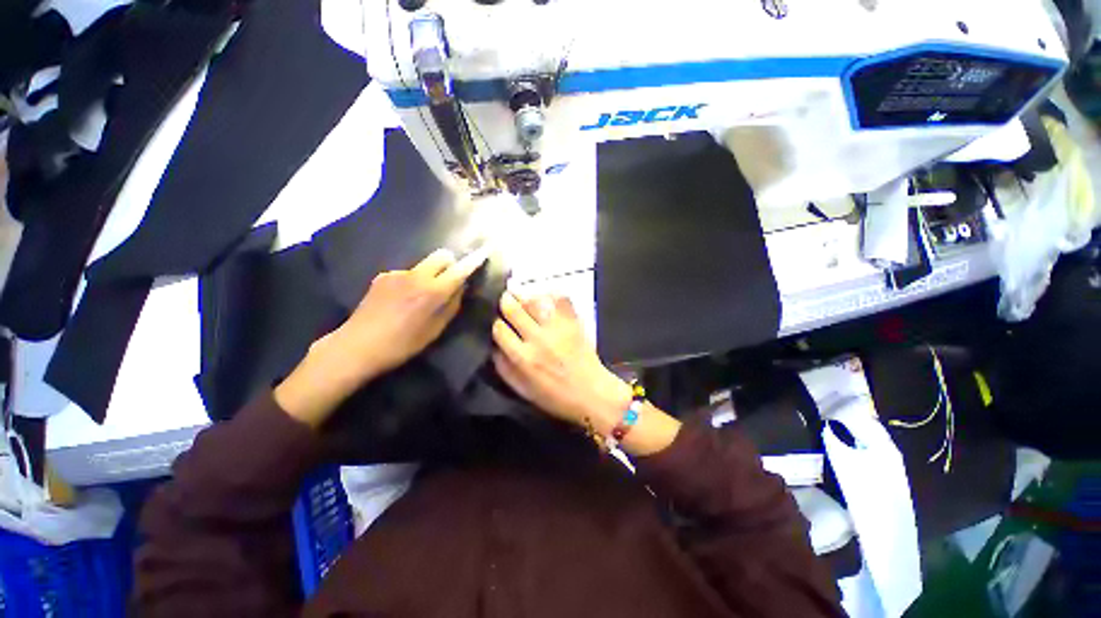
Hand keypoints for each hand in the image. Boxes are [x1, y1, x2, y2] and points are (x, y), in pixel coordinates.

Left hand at [276, 247, 487, 427]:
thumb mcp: (435, 330)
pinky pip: (407, 273)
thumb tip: (460, 288)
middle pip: (441, 256)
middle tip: (450, 280)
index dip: (473, 261)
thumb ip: (451, 305)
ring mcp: (397, 273)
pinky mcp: (383, 276)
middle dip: (451, 263)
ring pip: (424, 265)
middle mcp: (417, 276)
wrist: (358, 346)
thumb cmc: (402, 344)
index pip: (459, 270)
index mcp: (433, 292)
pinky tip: (401, 300)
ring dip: (430, 274)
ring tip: (420, 297)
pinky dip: (412, 281)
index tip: (484, 251)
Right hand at [492, 292, 681, 455]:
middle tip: (505, 301)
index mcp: (523, 358)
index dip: (494, 322)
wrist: (592, 393)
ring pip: (534, 299)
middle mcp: (538, 338)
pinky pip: (560, 298)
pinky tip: (545, 298)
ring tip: (522, 298)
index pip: (499, 328)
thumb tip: (493, 345)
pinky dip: (550, 294)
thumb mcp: (523, 390)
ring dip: (524, 296)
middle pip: (513, 308)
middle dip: (505, 302)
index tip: (497, 322)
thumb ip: (503, 368)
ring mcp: (557, 327)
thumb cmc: (555, 396)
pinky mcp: (573, 321)